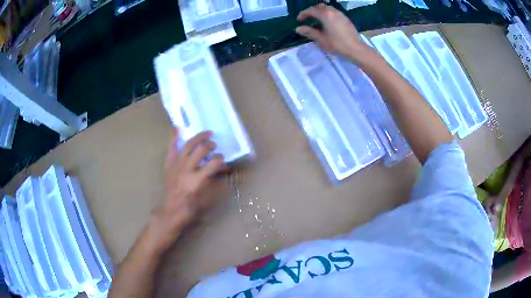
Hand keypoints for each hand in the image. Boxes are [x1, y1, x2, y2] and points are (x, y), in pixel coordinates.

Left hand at [146, 129, 227, 254]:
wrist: (173, 209)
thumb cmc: (192, 206)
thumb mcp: (208, 197)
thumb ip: (216, 182)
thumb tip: (225, 170)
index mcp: (197, 180)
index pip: (213, 164)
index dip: (220, 160)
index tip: (223, 160)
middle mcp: (186, 170)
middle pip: (201, 150)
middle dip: (210, 145)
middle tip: (214, 146)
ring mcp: (176, 165)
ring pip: (189, 145)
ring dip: (199, 138)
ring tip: (207, 134)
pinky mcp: (169, 164)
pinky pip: (171, 148)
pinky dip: (174, 137)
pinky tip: (177, 127)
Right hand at [296, 4, 363, 57]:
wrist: (355, 49)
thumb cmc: (337, 44)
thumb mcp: (321, 39)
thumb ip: (309, 32)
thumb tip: (298, 29)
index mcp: (325, 15)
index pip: (311, 10)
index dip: (303, 14)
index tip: (299, 20)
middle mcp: (333, 11)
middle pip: (320, 7)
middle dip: (312, 11)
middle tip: (308, 18)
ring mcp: (341, 14)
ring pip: (328, 8)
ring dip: (321, 12)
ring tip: (317, 20)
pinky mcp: (346, 19)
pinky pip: (334, 12)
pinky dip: (328, 14)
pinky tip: (328, 23)